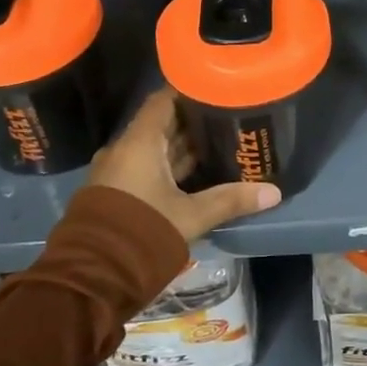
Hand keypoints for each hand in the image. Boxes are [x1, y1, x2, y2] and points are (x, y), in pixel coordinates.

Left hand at [86, 89, 280, 241]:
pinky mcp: (118, 193)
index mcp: (139, 143)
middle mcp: (125, 150)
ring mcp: (118, 172)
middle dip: (194, 119)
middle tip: (229, 114)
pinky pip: (148, 167)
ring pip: (155, 148)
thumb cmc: (142, 233)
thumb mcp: (191, 216)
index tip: (217, 87)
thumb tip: (274, 191)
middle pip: (162, 124)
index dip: (189, 90)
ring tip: (221, 139)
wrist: (92, 278)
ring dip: (184, 145)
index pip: (163, 100)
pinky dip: (171, 165)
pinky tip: (199, 171)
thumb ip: (230, 200)